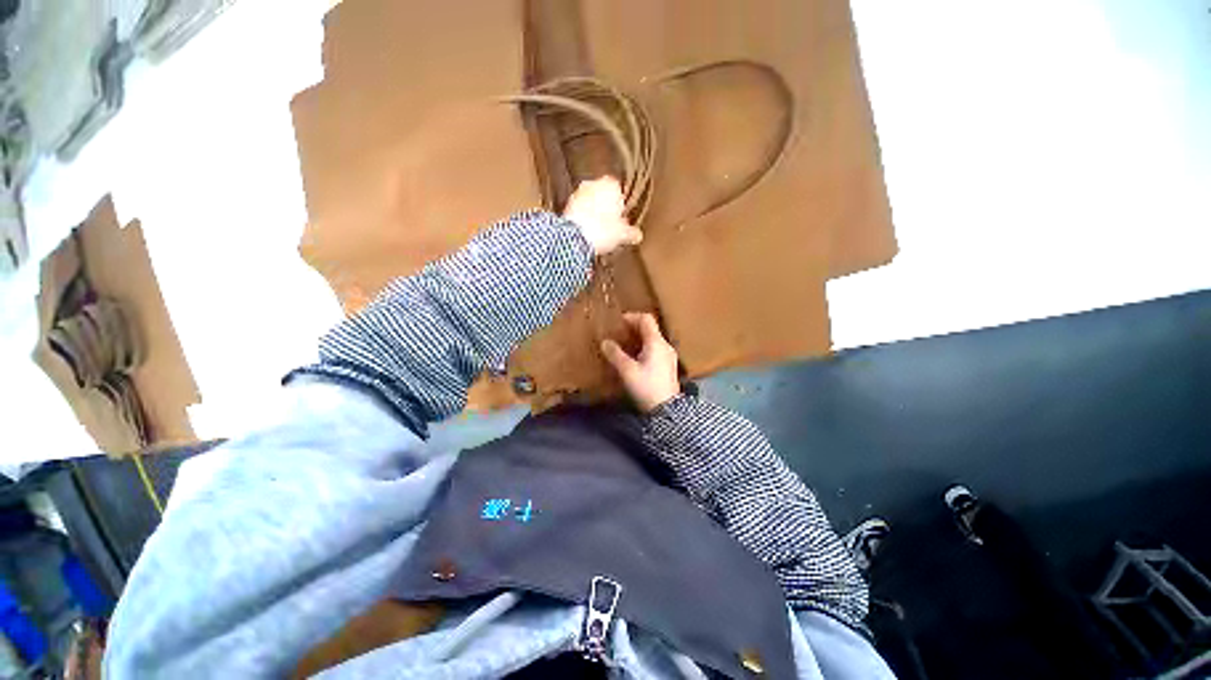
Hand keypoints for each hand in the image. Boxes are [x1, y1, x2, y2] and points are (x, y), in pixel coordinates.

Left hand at [563, 177, 642, 255]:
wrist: (575, 238)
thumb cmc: (603, 230)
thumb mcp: (623, 234)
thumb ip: (631, 232)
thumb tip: (637, 235)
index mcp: (610, 184)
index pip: (619, 189)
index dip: (621, 204)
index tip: (622, 217)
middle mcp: (593, 184)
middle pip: (602, 195)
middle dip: (606, 207)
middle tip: (611, 224)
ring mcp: (577, 194)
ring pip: (589, 202)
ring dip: (593, 212)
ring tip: (598, 231)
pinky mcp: (565, 206)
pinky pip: (578, 211)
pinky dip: (582, 218)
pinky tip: (586, 232)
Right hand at [600, 312, 679, 412]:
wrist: (667, 410)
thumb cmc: (647, 387)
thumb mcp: (627, 371)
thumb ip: (615, 354)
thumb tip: (605, 342)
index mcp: (656, 342)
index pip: (646, 319)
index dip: (632, 317)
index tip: (618, 322)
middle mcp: (665, 346)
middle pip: (650, 329)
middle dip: (633, 328)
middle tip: (619, 333)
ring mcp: (669, 356)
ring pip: (653, 340)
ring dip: (638, 339)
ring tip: (624, 345)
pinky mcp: (668, 367)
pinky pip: (655, 350)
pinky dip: (644, 348)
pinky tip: (635, 358)